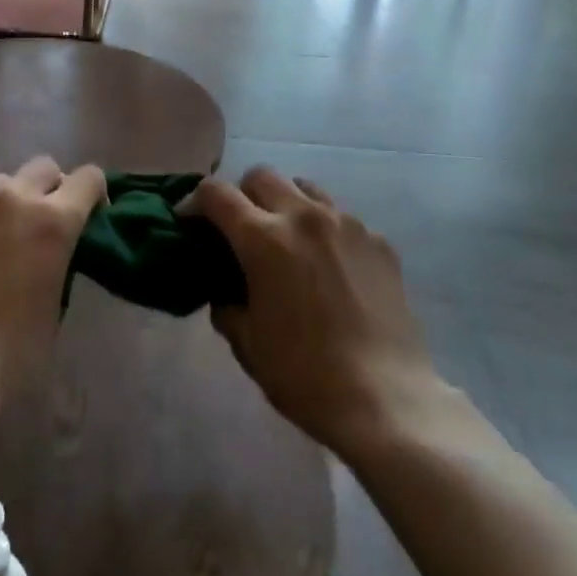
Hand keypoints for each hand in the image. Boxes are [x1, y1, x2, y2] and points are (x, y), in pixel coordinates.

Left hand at [0, 156, 105, 405]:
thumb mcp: (55, 307)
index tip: (89, 217)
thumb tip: (49, 255)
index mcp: (54, 222)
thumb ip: (58, 264)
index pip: (89, 178)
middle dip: (49, 190)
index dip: (93, 195)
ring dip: (4, 200)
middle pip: (44, 168)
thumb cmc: (8, 356)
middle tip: (39, 226)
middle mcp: (14, 197)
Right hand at [197, 167, 433, 456]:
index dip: (195, 202)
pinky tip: (331, 268)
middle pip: (261, 175)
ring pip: (305, 188)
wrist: (386, 399)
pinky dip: (325, 230)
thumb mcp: (247, 344)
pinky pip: (342, 217)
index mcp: (263, 239)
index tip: (190, 222)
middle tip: (240, 229)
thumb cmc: (305, 375)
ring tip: (288, 240)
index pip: (215, 193)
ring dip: (286, 203)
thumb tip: (226, 292)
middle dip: (242, 195)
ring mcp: (347, 224)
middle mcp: (304, 216)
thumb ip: (227, 306)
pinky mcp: (379, 241)